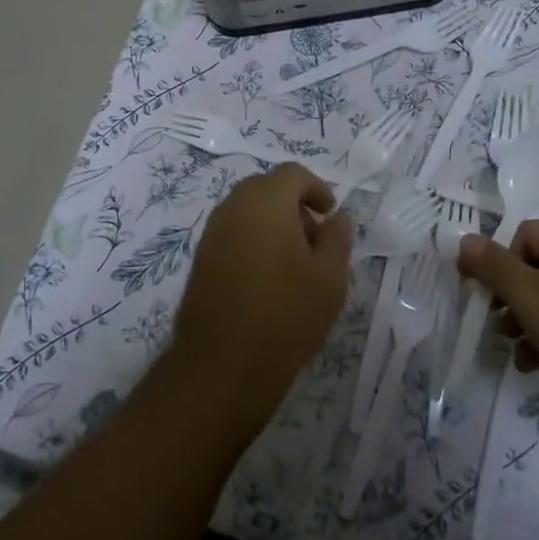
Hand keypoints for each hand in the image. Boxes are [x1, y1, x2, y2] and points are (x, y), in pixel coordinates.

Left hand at [168, 164, 352, 426]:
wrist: (222, 365)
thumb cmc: (286, 316)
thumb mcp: (330, 278)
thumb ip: (337, 238)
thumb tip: (337, 218)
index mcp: (266, 202)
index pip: (293, 174)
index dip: (317, 189)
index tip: (330, 216)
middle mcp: (233, 207)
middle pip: (267, 188)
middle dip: (294, 205)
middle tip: (315, 239)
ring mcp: (212, 232)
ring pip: (247, 210)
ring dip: (272, 222)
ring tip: (294, 262)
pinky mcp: (200, 257)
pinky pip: (232, 231)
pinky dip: (253, 239)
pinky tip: (267, 277)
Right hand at [457, 221, 538, 448]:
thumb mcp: (530, 296)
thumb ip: (493, 267)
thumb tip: (464, 239)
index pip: (525, 235)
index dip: (498, 263)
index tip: (481, 296)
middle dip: (511, 297)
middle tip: (496, 325)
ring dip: (527, 322)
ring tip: (512, 349)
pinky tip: (534, 366)